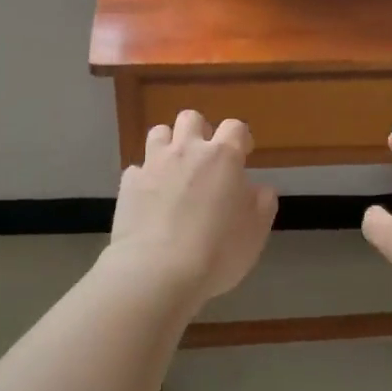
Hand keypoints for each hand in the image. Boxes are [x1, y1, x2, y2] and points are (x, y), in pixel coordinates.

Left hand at [104, 110, 277, 305]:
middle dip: (200, 131)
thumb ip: (262, 204)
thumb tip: (259, 189)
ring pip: (159, 133)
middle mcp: (187, 151)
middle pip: (191, 118)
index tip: (243, 153)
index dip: (240, 138)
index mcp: (222, 157)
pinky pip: (137, 168)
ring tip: (174, 169)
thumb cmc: (217, 252)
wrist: (158, 271)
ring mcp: (154, 164)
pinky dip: (145, 177)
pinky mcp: (129, 183)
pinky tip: (150, 197)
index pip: (235, 127)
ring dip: (168, 145)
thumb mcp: (256, 232)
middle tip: (205, 159)